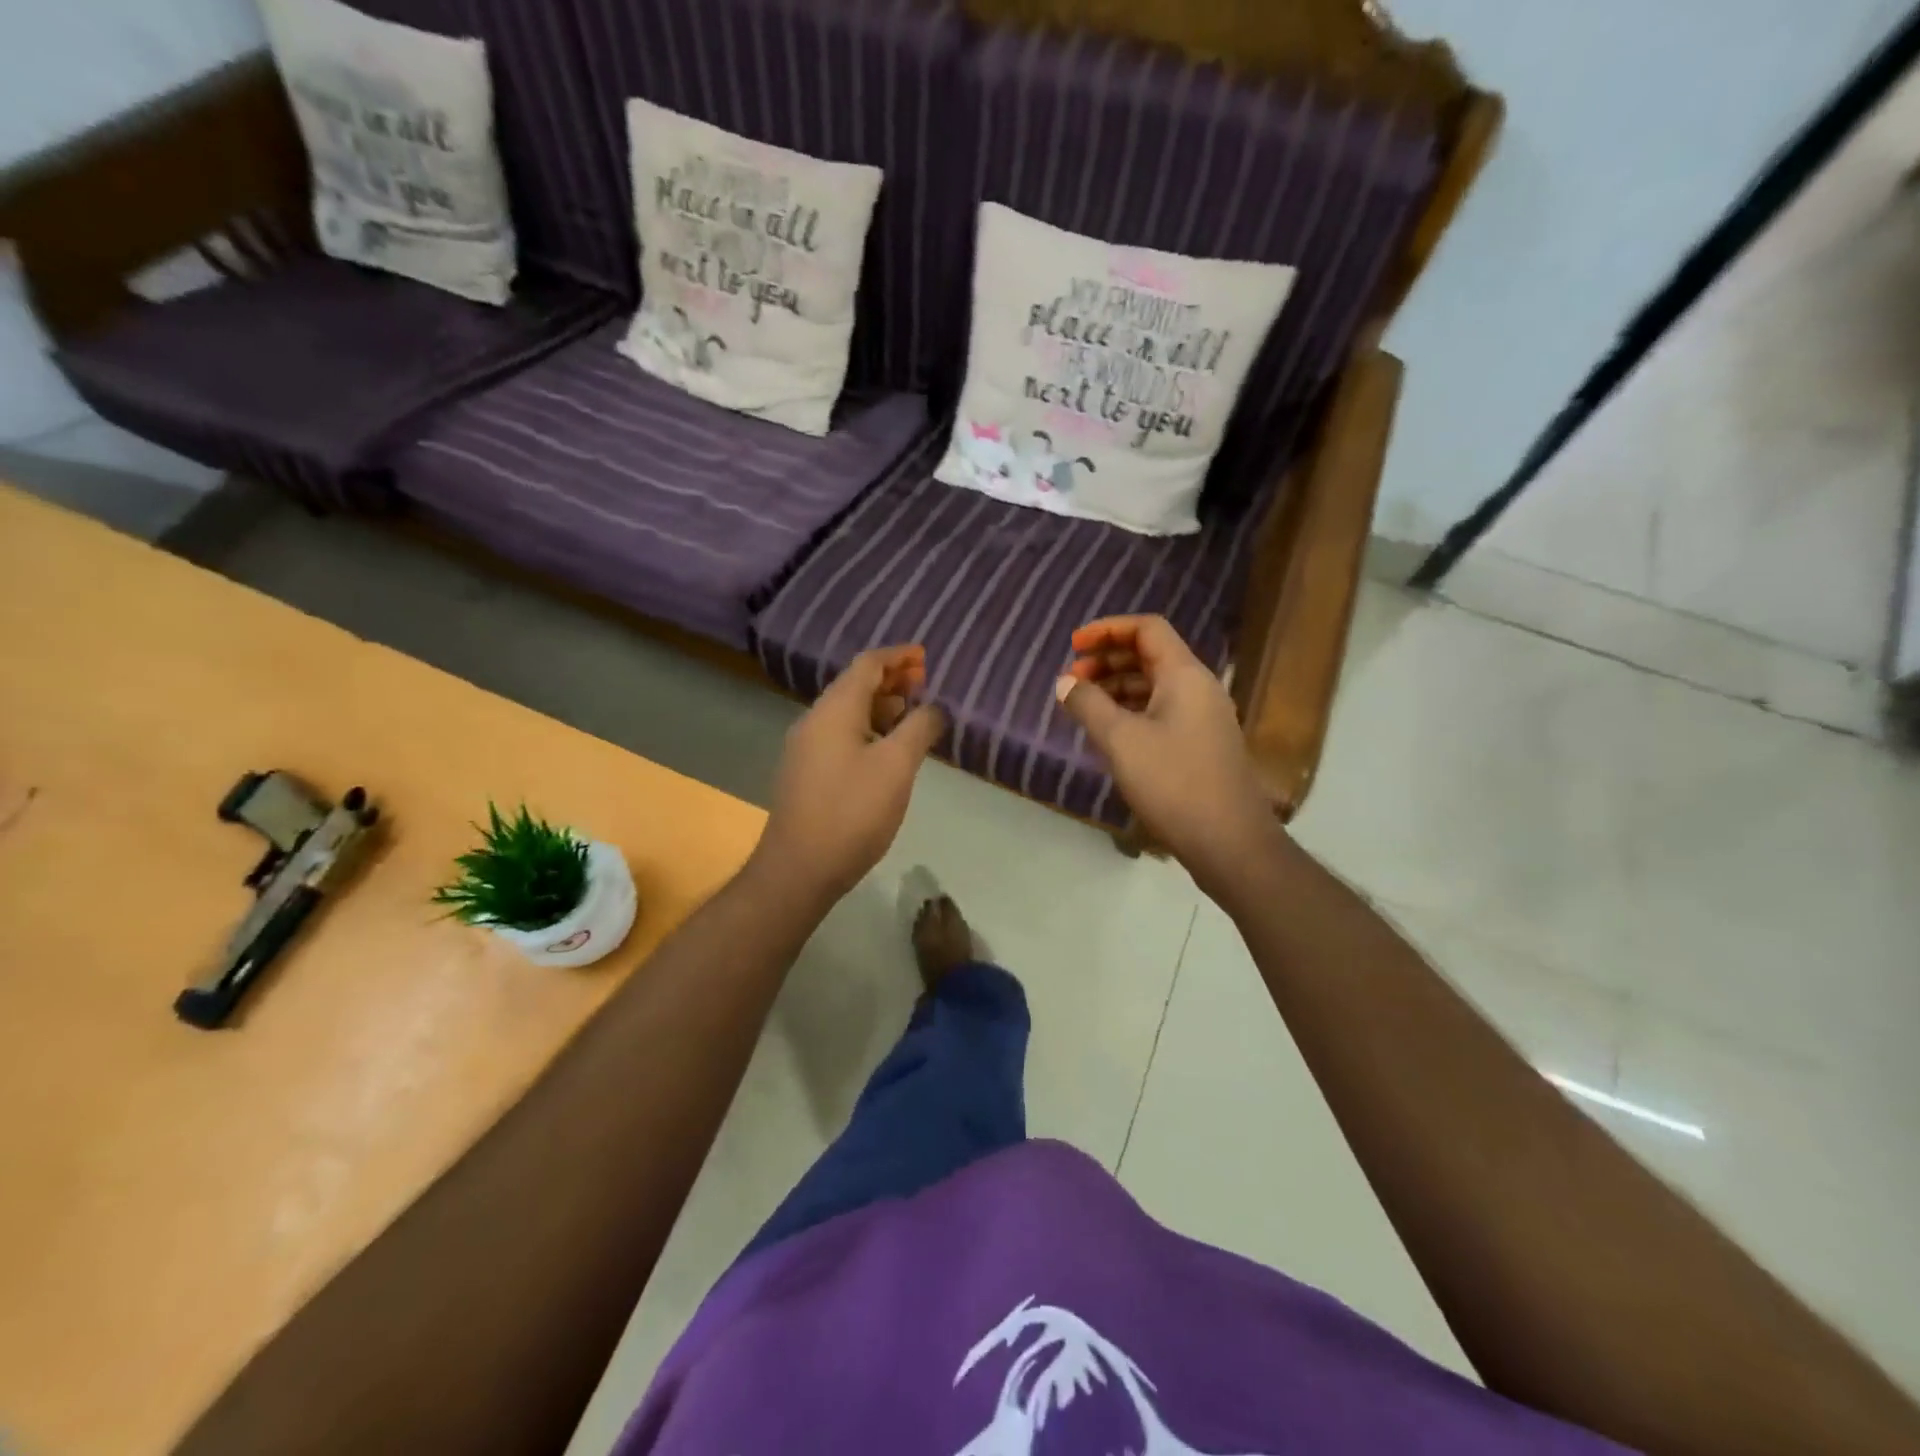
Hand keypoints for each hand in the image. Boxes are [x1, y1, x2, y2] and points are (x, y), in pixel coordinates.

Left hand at [756, 645, 946, 905]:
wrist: (799, 869)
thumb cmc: (852, 812)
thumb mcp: (897, 766)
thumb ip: (920, 728)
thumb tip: (936, 707)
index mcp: (834, 710)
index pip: (867, 664)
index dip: (898, 656)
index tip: (926, 657)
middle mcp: (814, 721)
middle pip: (855, 686)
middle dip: (892, 681)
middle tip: (925, 686)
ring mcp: (806, 749)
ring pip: (848, 713)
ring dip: (881, 708)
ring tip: (913, 717)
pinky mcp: (806, 774)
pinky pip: (841, 736)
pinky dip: (868, 731)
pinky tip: (888, 752)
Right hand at [1056, 615, 1279, 891]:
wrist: (1230, 842)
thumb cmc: (1173, 783)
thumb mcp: (1120, 741)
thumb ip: (1088, 705)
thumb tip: (1065, 682)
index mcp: (1185, 675)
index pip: (1147, 629)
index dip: (1108, 629)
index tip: (1074, 646)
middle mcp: (1199, 688)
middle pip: (1151, 655)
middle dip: (1108, 659)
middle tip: (1073, 678)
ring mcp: (1203, 718)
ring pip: (1156, 685)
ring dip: (1118, 686)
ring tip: (1084, 705)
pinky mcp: (1201, 745)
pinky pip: (1162, 711)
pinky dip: (1132, 711)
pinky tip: (1110, 732)